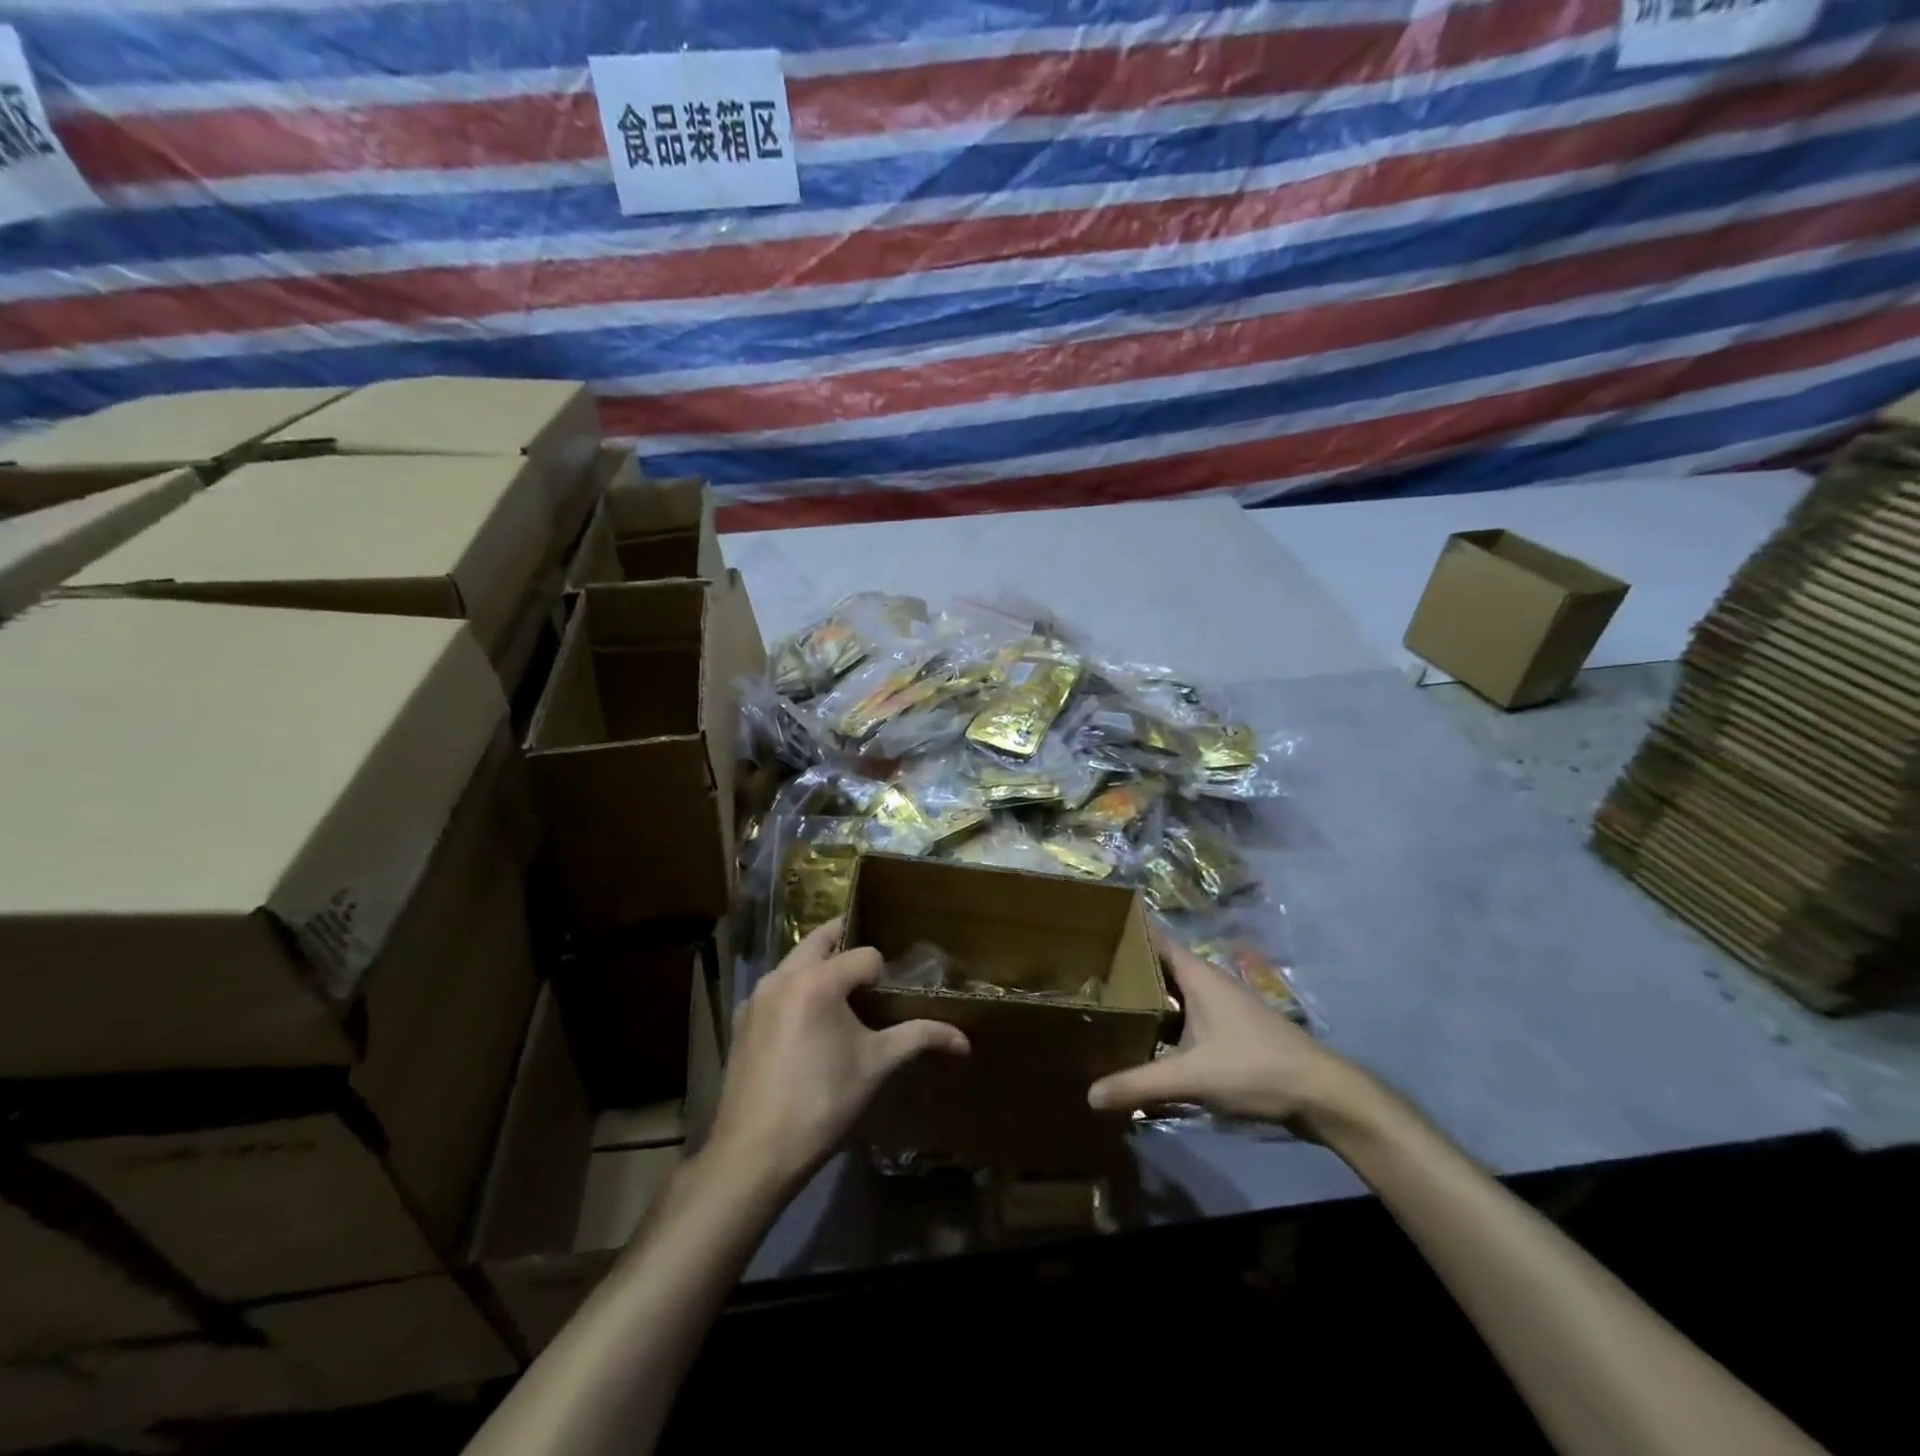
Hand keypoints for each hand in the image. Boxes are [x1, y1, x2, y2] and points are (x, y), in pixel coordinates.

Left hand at [709, 919, 969, 1191]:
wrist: (755, 1153)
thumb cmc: (823, 1102)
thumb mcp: (877, 1065)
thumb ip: (920, 1038)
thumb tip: (964, 1040)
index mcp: (817, 980)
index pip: (865, 955)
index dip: (884, 974)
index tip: (891, 1001)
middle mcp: (782, 975)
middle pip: (821, 940)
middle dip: (848, 945)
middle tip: (871, 970)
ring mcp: (756, 996)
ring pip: (795, 961)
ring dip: (820, 965)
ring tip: (844, 995)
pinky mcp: (742, 1019)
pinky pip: (775, 987)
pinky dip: (796, 989)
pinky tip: (808, 1024)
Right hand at [1087, 933, 1395, 1142]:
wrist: (1321, 1094)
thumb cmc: (1254, 1067)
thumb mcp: (1191, 1077)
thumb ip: (1139, 1083)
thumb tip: (1090, 1095)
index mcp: (1197, 974)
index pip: (1153, 937)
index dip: (1123, 930)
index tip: (1089, 931)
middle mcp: (1208, 980)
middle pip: (1159, 964)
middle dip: (1126, 967)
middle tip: (1084, 971)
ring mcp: (1222, 1004)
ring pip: (1174, 991)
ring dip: (1146, 996)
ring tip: (1106, 1003)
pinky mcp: (1231, 1028)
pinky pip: (1187, 1013)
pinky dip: (1165, 1018)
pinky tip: (1147, 1038)